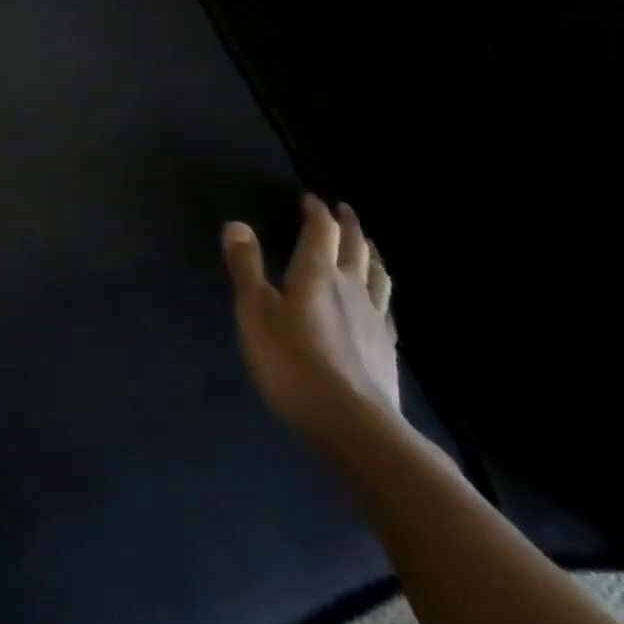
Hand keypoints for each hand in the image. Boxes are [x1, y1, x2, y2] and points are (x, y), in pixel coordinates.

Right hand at [222, 196, 399, 443]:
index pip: (321, 233)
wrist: (352, 424)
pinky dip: (381, 291)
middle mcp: (351, 289)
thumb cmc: (292, 360)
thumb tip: (237, 224)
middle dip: (349, 226)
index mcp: (318, 275)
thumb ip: (246, 267)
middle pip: (356, 248)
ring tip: (368, 245)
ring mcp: (374, 319)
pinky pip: (386, 307)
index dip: (316, 213)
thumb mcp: (255, 310)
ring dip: (371, 253)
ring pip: (377, 275)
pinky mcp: (385, 348)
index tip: (310, 199)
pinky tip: (378, 301)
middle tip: (344, 210)